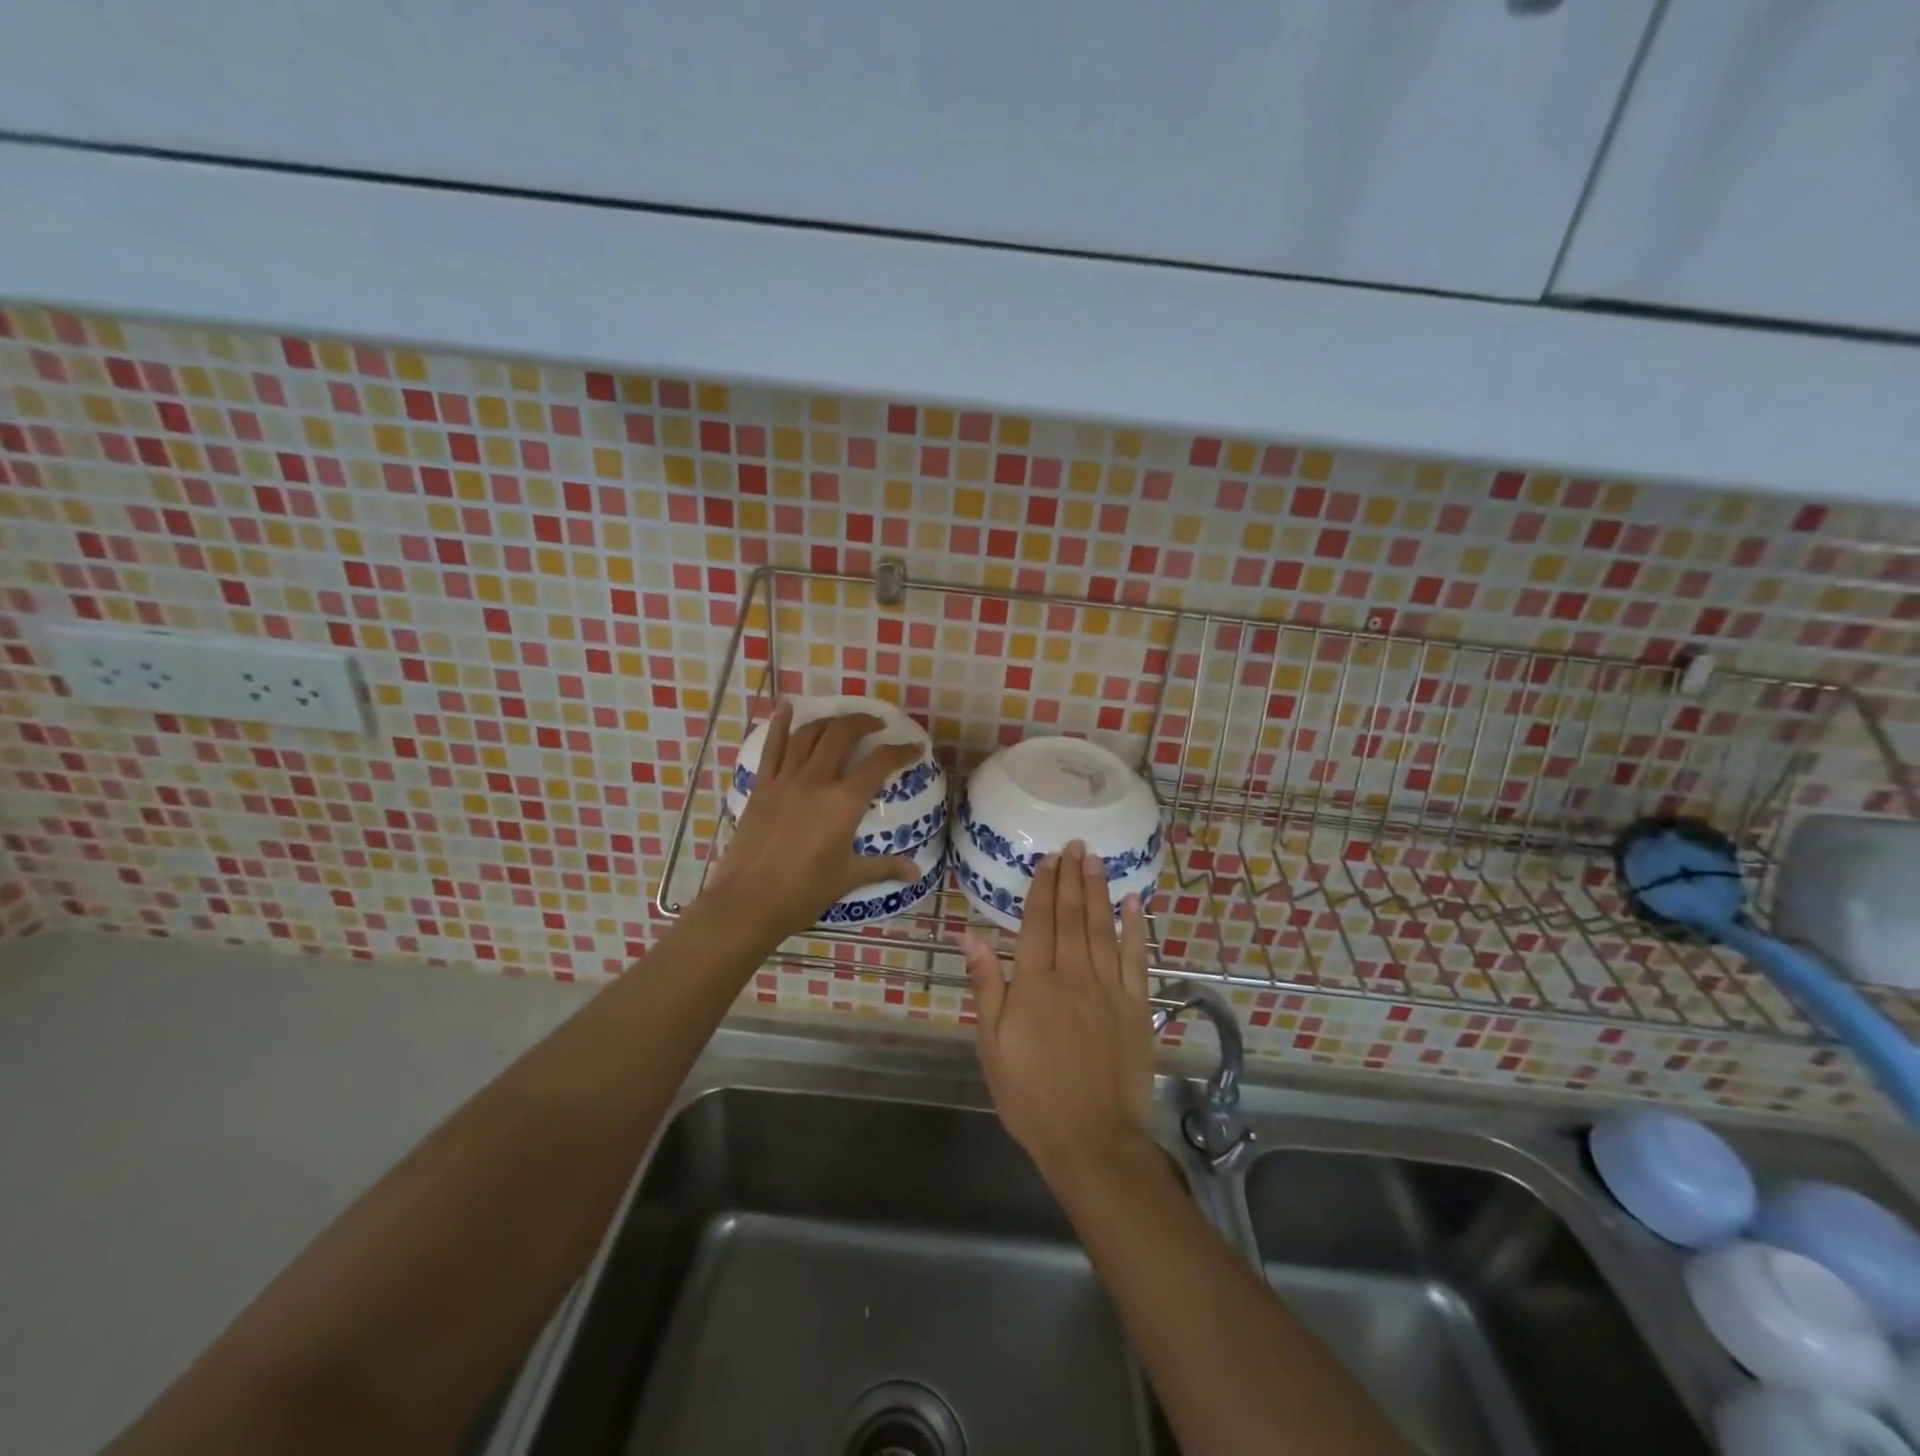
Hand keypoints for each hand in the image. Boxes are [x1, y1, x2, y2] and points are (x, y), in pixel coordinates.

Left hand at [702, 703, 922, 939]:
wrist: (748, 902)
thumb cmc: (804, 892)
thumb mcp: (849, 878)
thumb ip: (884, 867)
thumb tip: (915, 871)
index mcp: (844, 802)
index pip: (879, 763)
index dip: (901, 751)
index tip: (914, 748)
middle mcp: (816, 781)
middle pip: (842, 735)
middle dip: (863, 723)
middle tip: (876, 725)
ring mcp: (785, 780)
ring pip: (809, 734)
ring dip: (829, 722)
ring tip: (843, 723)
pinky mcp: (762, 786)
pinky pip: (773, 747)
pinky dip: (781, 724)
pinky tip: (787, 708)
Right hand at [960, 843, 1155, 1184]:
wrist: (1091, 1139)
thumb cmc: (1031, 1095)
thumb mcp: (992, 1045)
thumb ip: (986, 985)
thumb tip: (970, 934)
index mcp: (1034, 984)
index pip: (1038, 923)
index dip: (1043, 889)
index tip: (1048, 860)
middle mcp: (1073, 976)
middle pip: (1071, 917)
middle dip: (1072, 879)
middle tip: (1075, 846)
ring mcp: (1109, 989)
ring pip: (1102, 928)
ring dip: (1098, 892)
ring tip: (1096, 860)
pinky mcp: (1136, 1006)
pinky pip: (1136, 958)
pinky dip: (1136, 928)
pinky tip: (1134, 903)